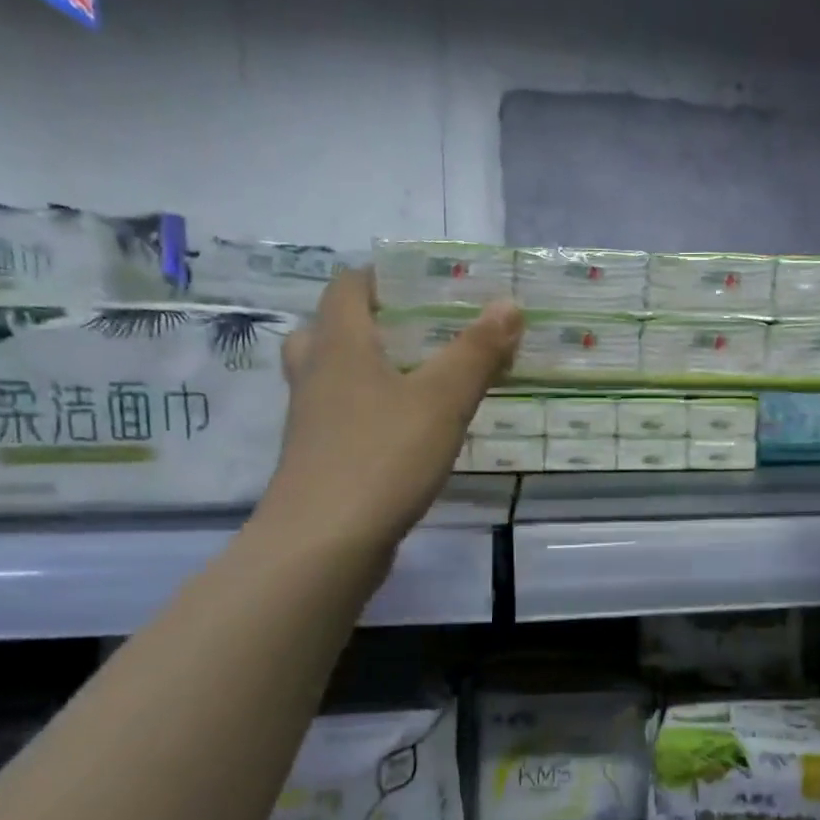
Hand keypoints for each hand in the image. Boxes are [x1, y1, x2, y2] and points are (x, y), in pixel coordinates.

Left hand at [258, 269, 522, 550]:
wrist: (324, 543)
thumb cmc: (383, 456)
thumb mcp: (443, 400)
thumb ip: (476, 352)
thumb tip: (508, 304)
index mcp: (340, 346)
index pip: (347, 286)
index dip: (381, 276)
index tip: (424, 284)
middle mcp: (315, 375)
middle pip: (329, 329)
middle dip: (372, 324)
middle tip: (419, 333)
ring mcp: (311, 421)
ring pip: (332, 377)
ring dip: (368, 370)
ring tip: (417, 380)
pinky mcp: (318, 460)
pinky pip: (341, 418)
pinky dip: (369, 412)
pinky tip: (407, 433)